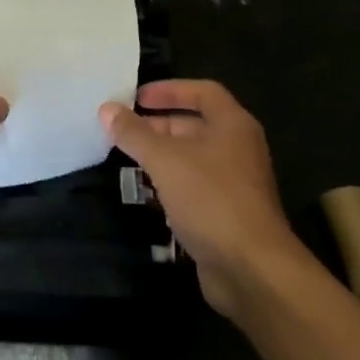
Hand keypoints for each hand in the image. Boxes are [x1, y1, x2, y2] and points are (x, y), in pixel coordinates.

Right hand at [99, 80, 317, 319]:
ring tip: (128, 159)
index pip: (203, 91)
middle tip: (125, 130)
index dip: (169, 90)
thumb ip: (134, 133)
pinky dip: (171, 185)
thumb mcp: (165, 160)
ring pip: (193, 158)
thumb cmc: (211, 199)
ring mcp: (235, 183)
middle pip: (196, 125)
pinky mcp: (228, 214)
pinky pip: (195, 187)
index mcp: (233, 125)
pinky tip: (147, 194)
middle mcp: (238, 149)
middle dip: (159, 125)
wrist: (252, 269)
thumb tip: (107, 108)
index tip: (137, 97)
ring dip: (162, 156)